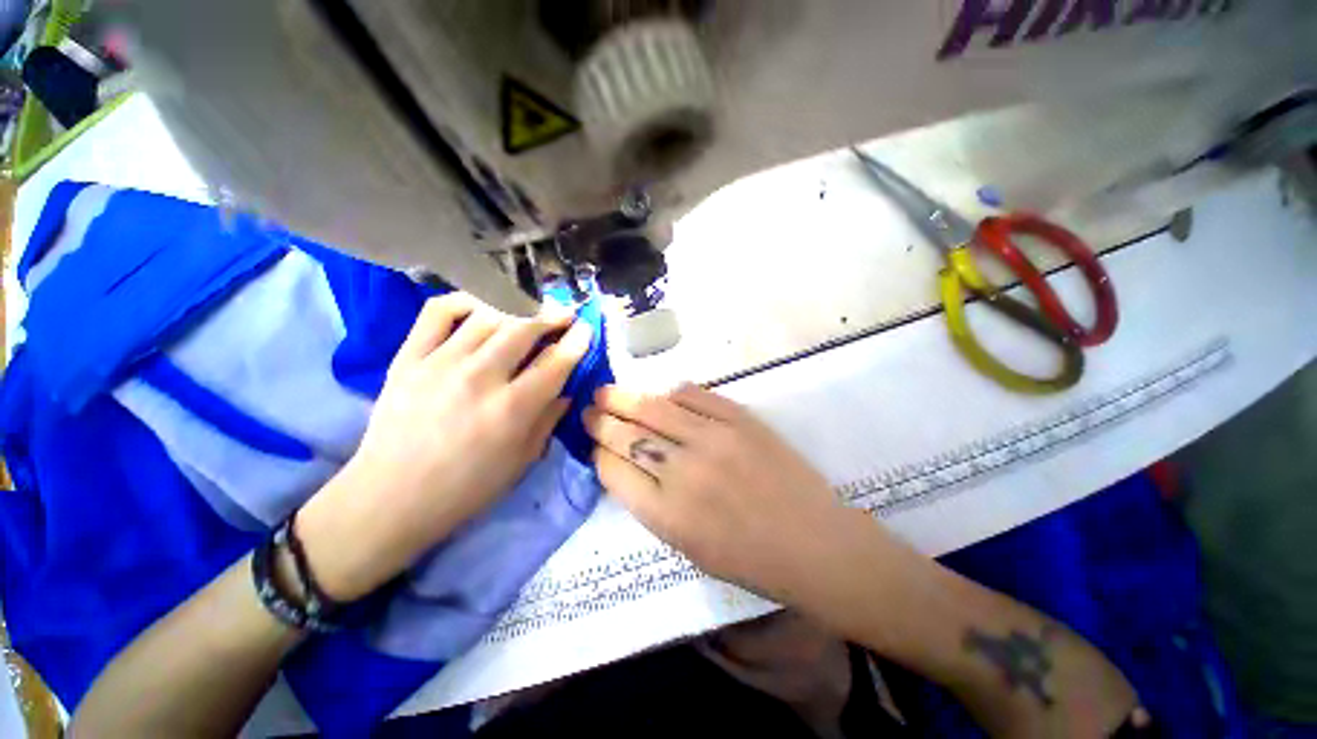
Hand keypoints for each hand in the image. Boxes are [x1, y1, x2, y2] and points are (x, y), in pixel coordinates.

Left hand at [299, 293, 593, 600]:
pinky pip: (438, 312)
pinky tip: (481, 306)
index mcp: (511, 410)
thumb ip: (548, 420)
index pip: (555, 363)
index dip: (576, 342)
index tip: (586, 328)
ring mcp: (440, 363)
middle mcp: (479, 378)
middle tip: (563, 313)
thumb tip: (566, 390)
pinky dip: (464, 301)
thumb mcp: (521, 462)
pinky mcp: (408, 358)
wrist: (390, 498)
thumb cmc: (466, 488)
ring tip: (528, 311)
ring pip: (488, 316)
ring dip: (516, 309)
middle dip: (551, 317)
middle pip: (523, 330)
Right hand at [584, 384, 866, 603]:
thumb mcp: (687, 546)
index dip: (598, 452)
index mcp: (667, 514)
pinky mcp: (739, 419)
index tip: (594, 442)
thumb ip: (651, 504)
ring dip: (625, 398)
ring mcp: (713, 439)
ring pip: (654, 408)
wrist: (813, 542)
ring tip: (608, 391)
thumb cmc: (749, 558)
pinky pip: (693, 395)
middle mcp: (683, 472)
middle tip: (590, 408)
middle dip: (601, 420)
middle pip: (627, 435)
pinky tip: (662, 395)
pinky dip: (671, 392)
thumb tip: (627, 463)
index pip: (613, 470)